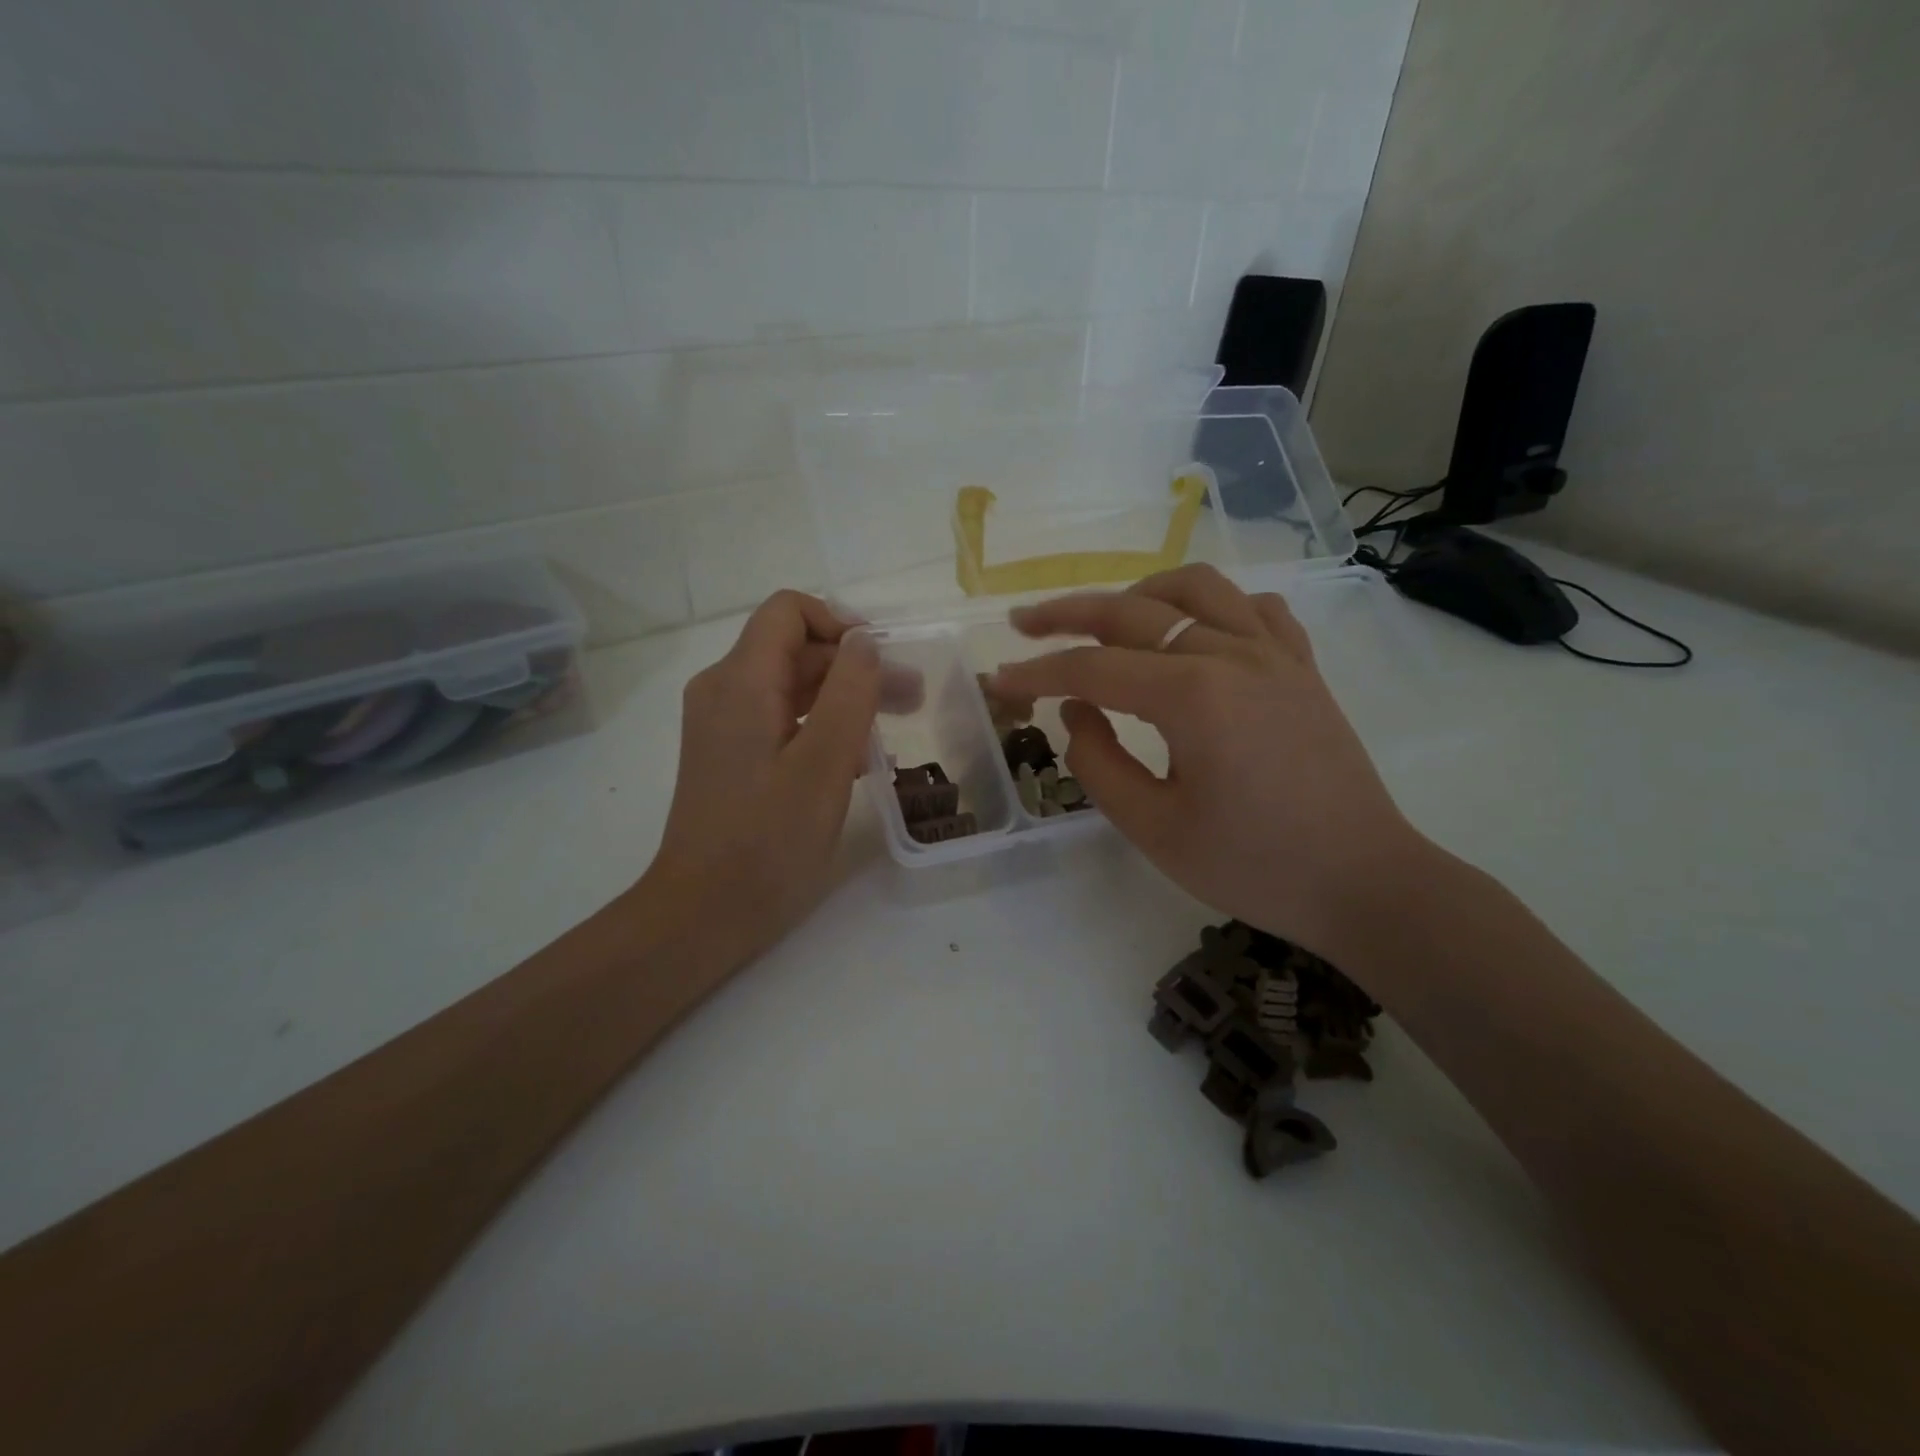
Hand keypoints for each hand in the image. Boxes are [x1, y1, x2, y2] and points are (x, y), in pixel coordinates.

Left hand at [645, 591, 879, 970]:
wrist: (704, 913)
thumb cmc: (768, 841)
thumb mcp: (824, 764)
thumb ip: (850, 692)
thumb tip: (864, 640)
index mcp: (741, 681)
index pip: (789, 612)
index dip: (840, 622)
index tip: (883, 660)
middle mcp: (724, 690)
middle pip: (795, 650)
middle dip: (855, 666)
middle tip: (911, 699)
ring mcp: (724, 725)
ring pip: (792, 686)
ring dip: (845, 697)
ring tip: (896, 726)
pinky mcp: (731, 755)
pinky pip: (782, 719)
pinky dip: (822, 726)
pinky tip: (862, 757)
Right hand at [988, 565, 1428, 957]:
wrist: (1363, 883)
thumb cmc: (1254, 866)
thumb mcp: (1154, 829)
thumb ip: (1098, 763)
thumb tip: (1076, 711)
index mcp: (1193, 696)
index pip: (1092, 669)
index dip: (1036, 673)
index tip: (997, 680)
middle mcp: (1232, 654)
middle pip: (1133, 611)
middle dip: (1067, 615)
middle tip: (1022, 626)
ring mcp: (1274, 654)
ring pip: (1196, 587)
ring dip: (1139, 593)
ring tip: (1107, 620)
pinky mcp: (1301, 667)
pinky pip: (1252, 608)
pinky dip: (1211, 606)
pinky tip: (1194, 632)